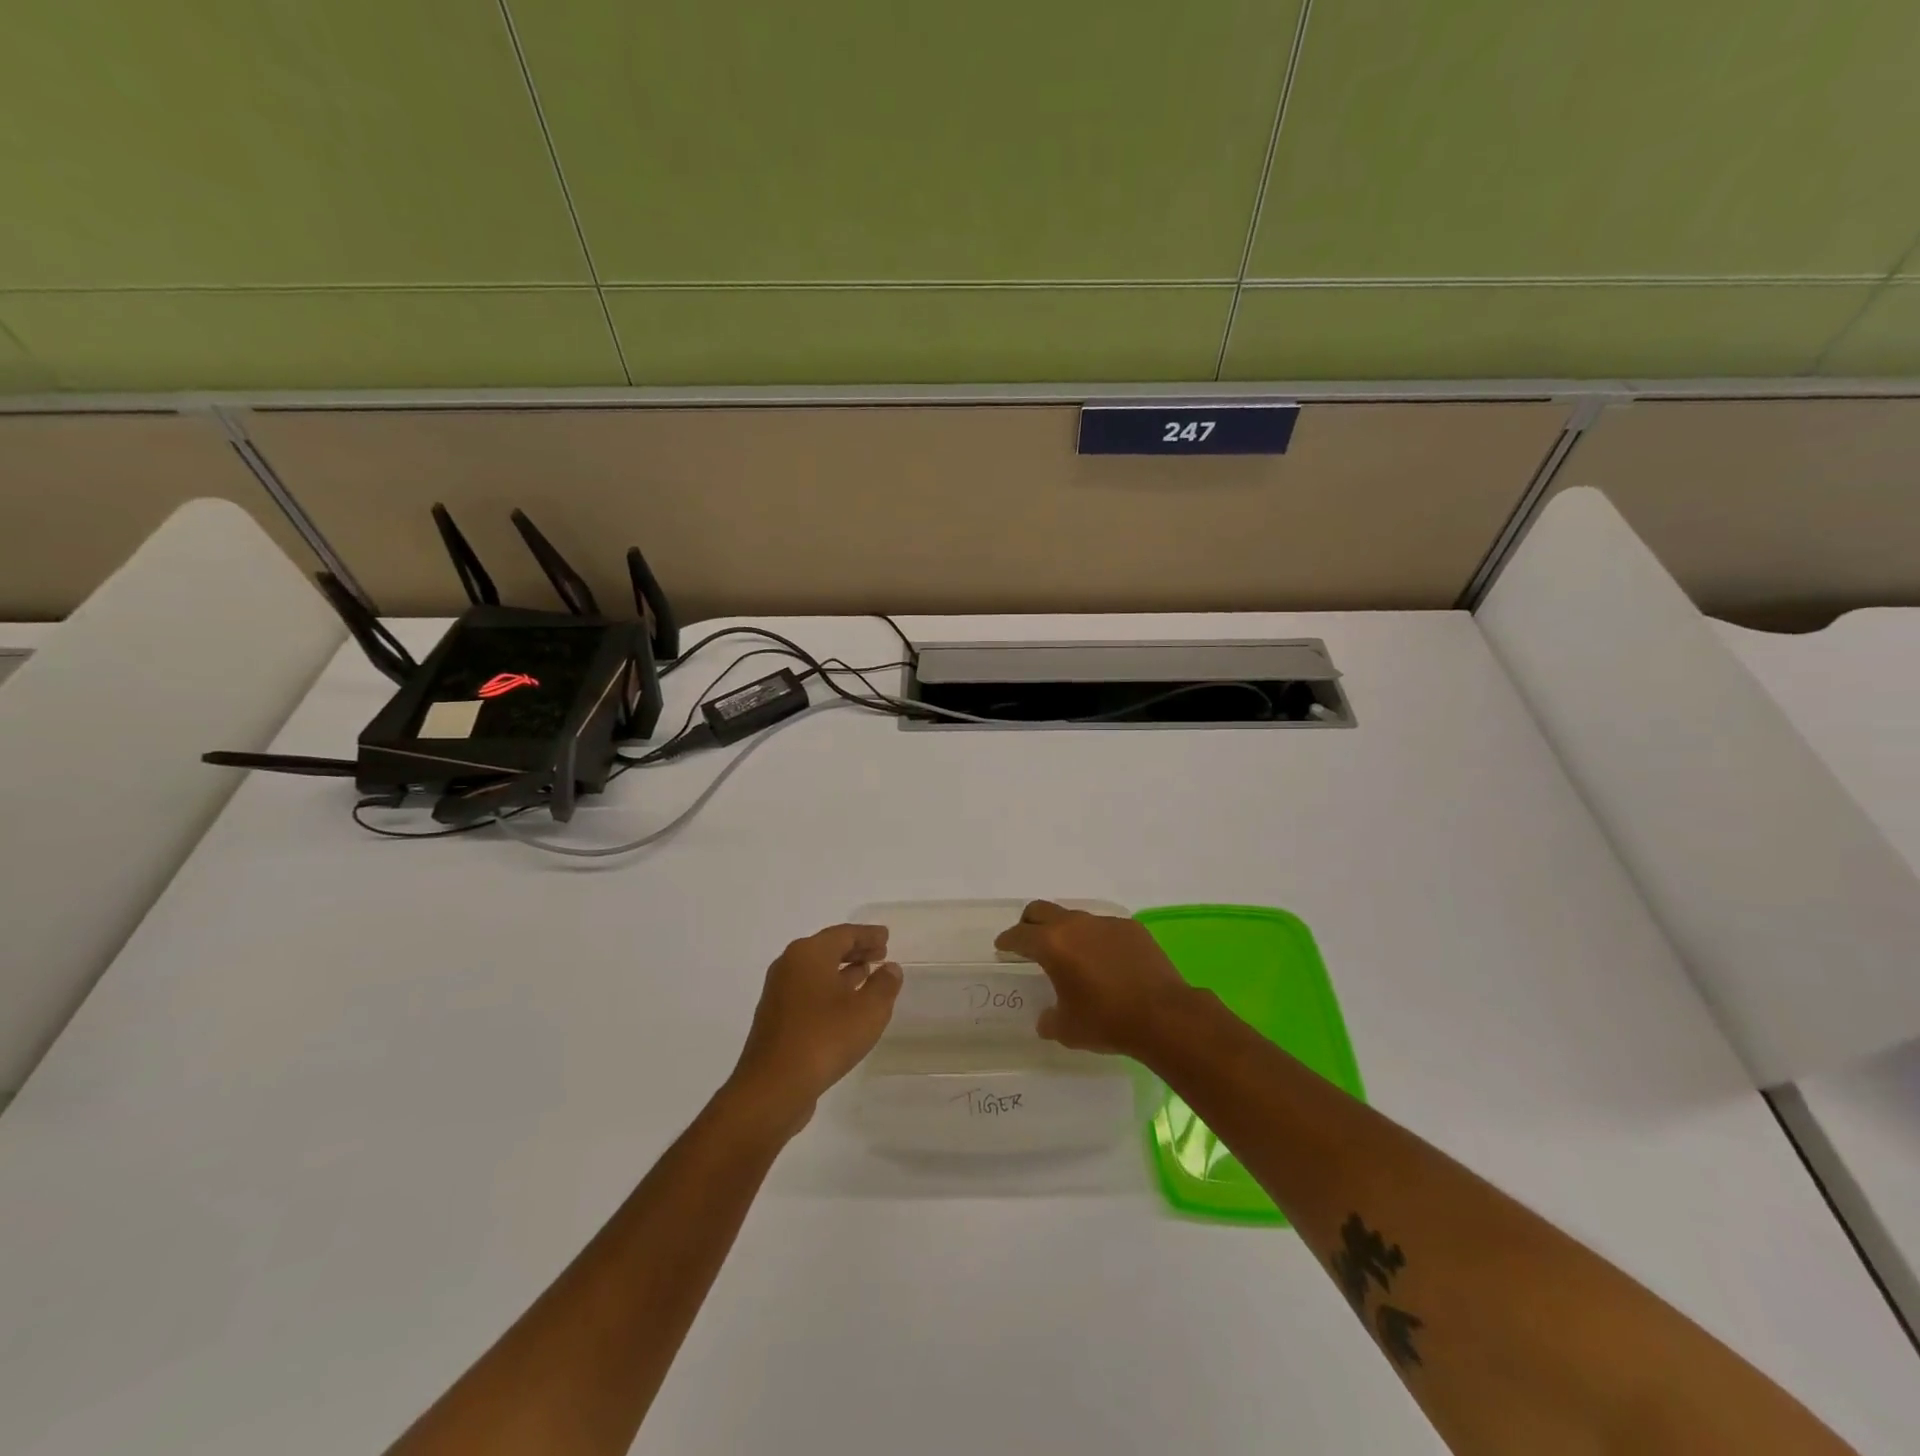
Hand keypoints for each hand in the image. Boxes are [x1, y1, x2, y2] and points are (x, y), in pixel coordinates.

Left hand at [727, 924, 901, 1129]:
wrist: (773, 1087)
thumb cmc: (825, 1038)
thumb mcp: (868, 1010)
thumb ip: (884, 985)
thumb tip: (890, 969)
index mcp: (809, 954)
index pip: (844, 934)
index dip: (868, 935)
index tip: (886, 936)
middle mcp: (789, 966)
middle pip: (827, 949)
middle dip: (855, 950)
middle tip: (881, 953)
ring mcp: (779, 993)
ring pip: (817, 971)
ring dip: (843, 971)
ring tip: (867, 975)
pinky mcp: (776, 1019)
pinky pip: (809, 992)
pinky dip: (830, 990)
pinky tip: (846, 1006)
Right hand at [994, 900, 1196, 1056]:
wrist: (1164, 1016)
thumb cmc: (1107, 1021)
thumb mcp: (1067, 1029)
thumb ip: (1049, 1019)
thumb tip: (1046, 1018)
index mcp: (1053, 945)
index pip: (1020, 935)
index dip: (1007, 940)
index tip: (1002, 946)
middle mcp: (1075, 925)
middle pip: (1042, 911)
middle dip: (1029, 923)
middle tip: (1027, 940)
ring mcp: (1106, 923)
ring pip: (1074, 918)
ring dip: (1065, 931)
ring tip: (1070, 954)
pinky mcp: (1131, 928)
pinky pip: (1104, 928)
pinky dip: (1095, 939)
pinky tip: (1105, 961)